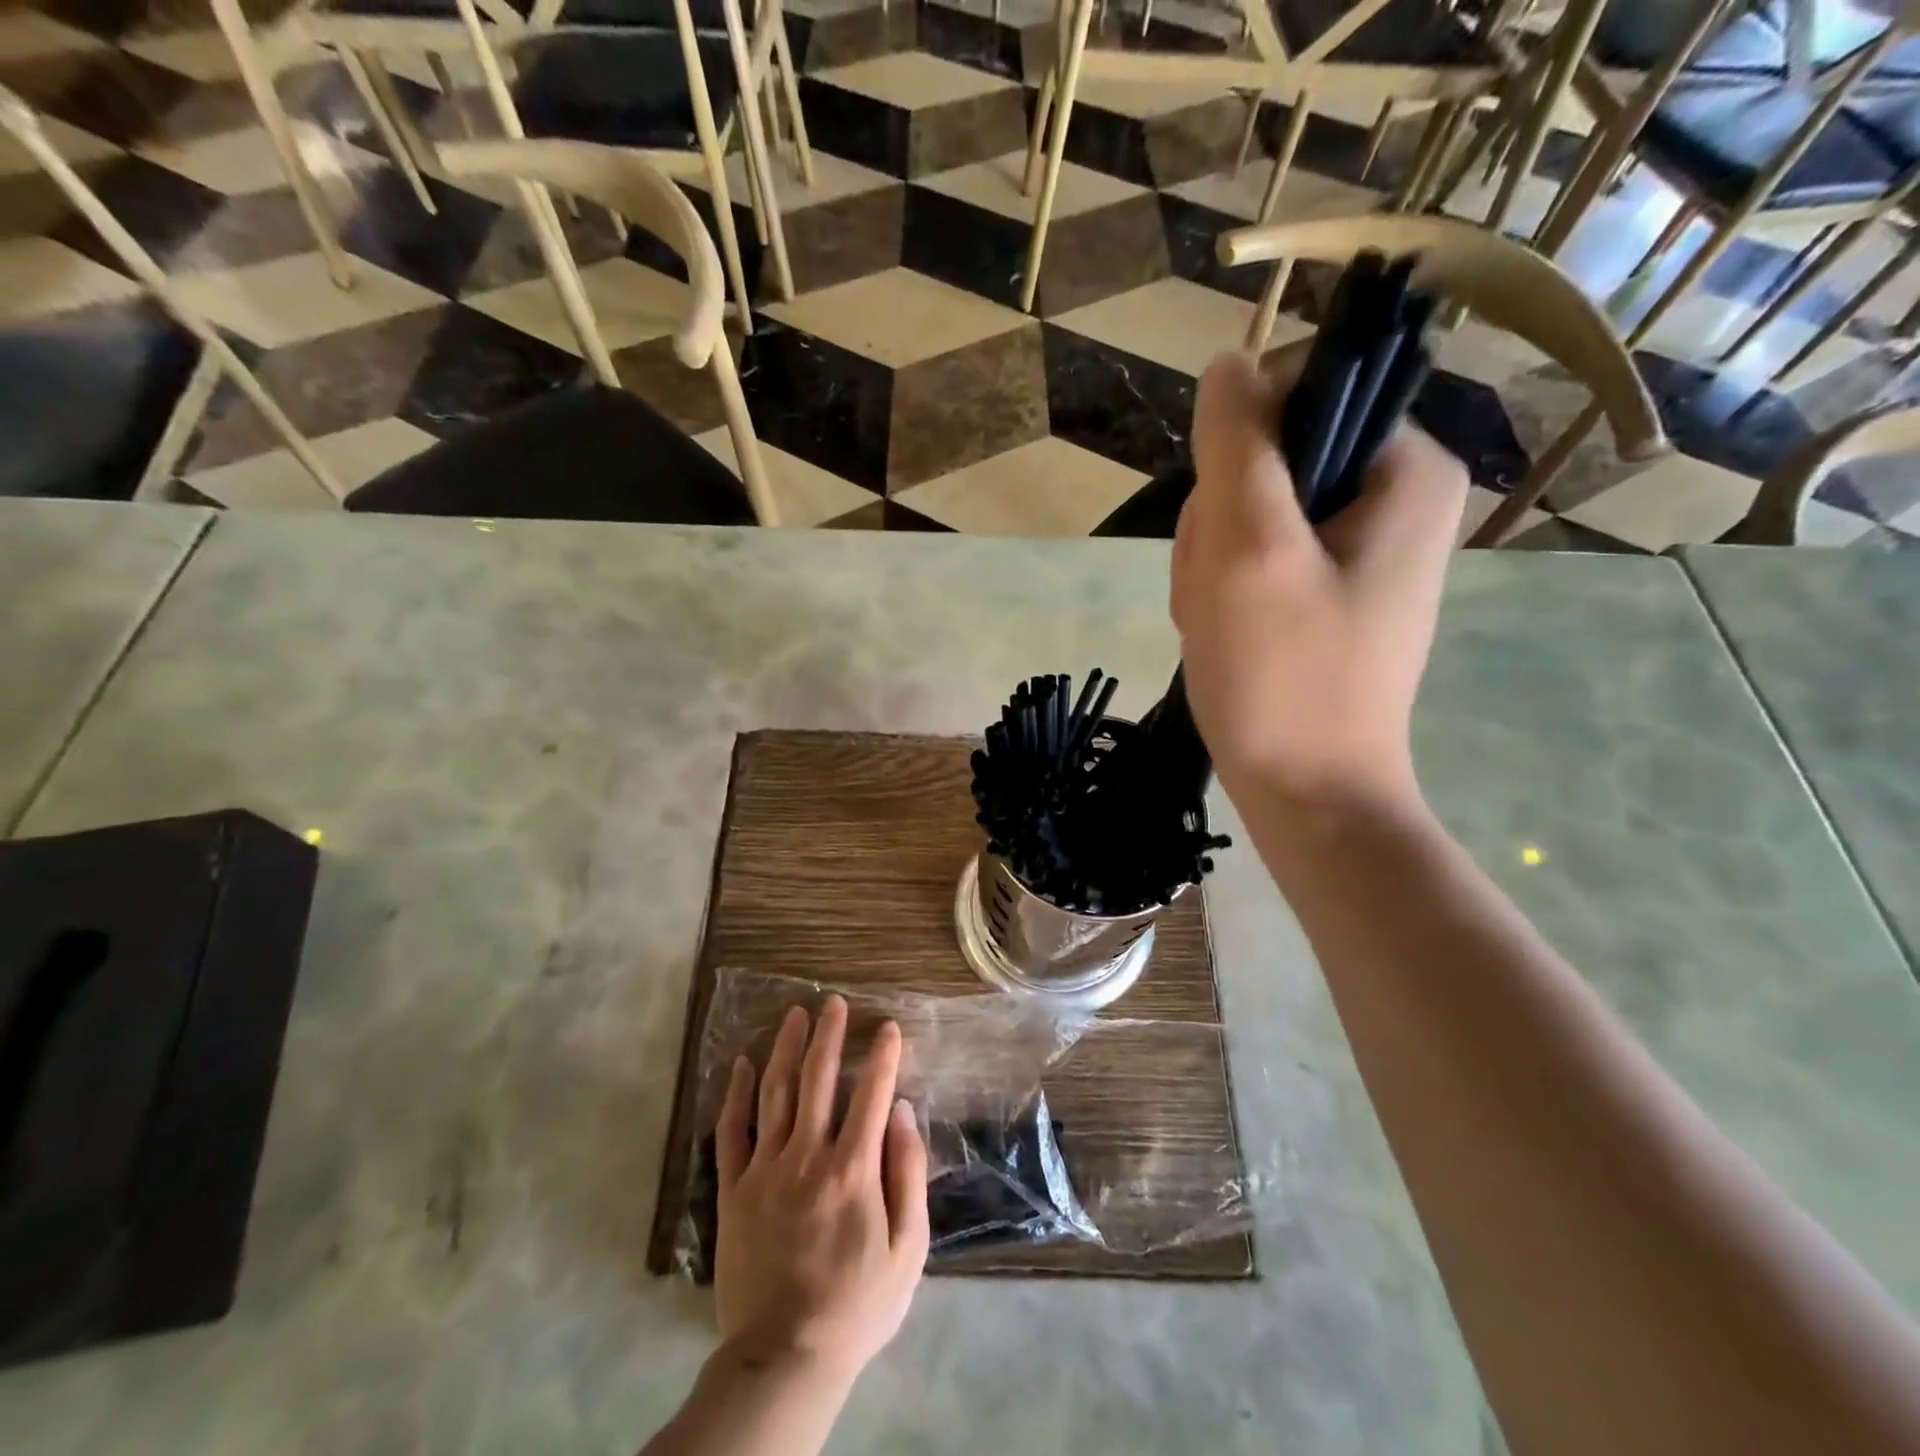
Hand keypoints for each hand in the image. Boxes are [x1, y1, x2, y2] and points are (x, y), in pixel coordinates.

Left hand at [714, 998, 929, 1387]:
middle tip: (833, 1002)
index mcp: (853, 1168)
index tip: (888, 1026)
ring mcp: (765, 1170)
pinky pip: (732, 1132)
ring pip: (775, 1093)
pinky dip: (736, 1094)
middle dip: (828, 1035)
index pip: (871, 1093)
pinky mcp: (734, 1190)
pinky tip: (742, 1064)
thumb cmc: (858, 1303)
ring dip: (785, 1048)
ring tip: (794, 1015)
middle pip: (817, 1079)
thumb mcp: (908, 1247)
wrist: (786, 1356)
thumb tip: (901, 1111)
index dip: (882, 1056)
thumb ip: (908, 1173)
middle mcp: (807, 1155)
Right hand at [1173, 348, 1467, 810]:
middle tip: (1220, 595)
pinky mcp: (1323, 590)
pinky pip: (1251, 559)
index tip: (1227, 529)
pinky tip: (1222, 636)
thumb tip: (1230, 363)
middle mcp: (1393, 496)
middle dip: (1219, 527)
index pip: (1298, 395)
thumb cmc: (1285, 677)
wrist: (1306, 795)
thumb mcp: (1251, 548)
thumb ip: (1239, 443)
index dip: (1236, 453)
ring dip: (1211, 567)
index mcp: (1405, 468)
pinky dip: (1221, 593)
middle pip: (1265, 461)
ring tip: (1219, 626)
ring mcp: (1356, 548)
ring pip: (1246, 513)